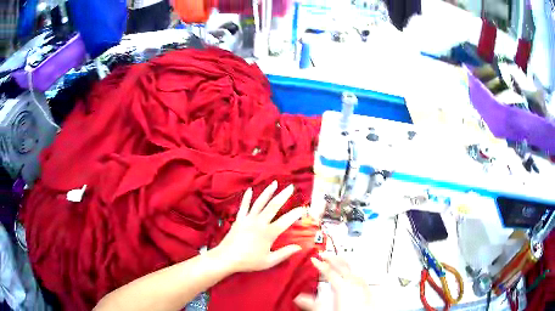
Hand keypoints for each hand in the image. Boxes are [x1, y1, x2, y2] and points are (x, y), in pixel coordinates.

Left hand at [214, 181, 304, 272]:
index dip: (295, 214)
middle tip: (291, 187)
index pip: (286, 221)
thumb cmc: (248, 261)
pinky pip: (244, 206)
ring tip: (274, 183)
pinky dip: (247, 198)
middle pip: (273, 206)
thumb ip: (285, 253)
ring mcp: (248, 219)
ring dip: (268, 192)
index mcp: (269, 233)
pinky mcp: (239, 219)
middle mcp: (259, 222)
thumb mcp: (269, 261)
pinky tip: (250, 190)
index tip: (303, 208)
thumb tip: (299, 247)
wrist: (226, 258)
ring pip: (260, 202)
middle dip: (283, 195)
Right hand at [294, 253, 371, 310]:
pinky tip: (352, 274)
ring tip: (338, 259)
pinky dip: (353, 272)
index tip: (314, 259)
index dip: (319, 264)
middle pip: (342, 265)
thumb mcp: (326, 310)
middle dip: (332, 258)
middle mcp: (353, 283)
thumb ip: (312, 303)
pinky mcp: (367, 290)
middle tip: (324, 254)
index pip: (328, 271)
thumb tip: (299, 298)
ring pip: (352, 269)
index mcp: (342, 286)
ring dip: (344, 263)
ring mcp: (362, 285)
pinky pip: (359, 276)